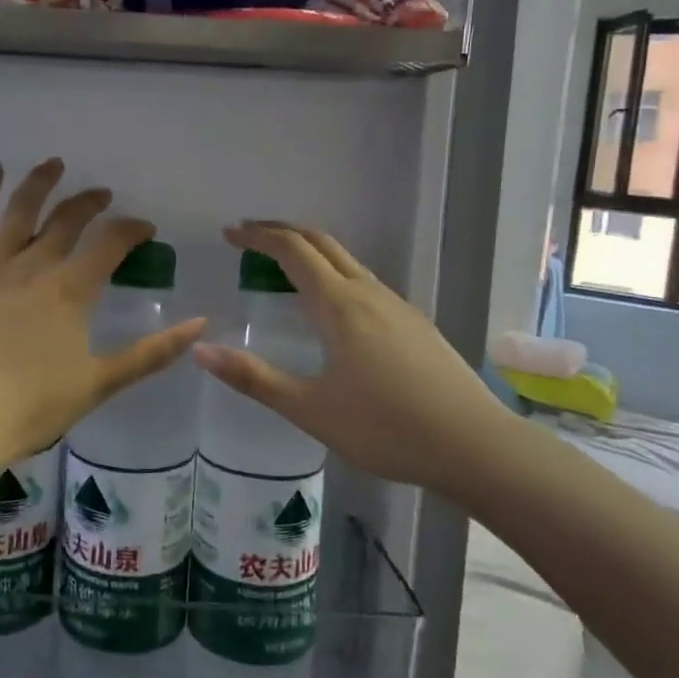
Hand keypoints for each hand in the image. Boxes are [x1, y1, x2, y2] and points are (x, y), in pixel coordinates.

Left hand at [0, 160, 205, 485]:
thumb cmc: (31, 406)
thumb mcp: (99, 383)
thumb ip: (151, 353)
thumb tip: (200, 324)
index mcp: (71, 290)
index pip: (111, 242)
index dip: (132, 228)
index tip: (145, 228)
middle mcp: (35, 265)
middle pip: (68, 218)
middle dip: (90, 202)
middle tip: (103, 195)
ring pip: (20, 208)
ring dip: (40, 181)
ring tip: (55, 164)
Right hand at [193, 222, 511, 495]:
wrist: (477, 446)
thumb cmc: (387, 428)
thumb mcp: (311, 409)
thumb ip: (254, 378)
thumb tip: (202, 350)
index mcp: (340, 305)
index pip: (293, 249)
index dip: (258, 236)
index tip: (230, 233)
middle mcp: (369, 293)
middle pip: (322, 242)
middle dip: (282, 231)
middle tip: (248, 237)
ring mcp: (398, 306)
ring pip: (347, 261)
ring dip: (310, 252)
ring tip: (282, 269)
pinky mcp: (415, 324)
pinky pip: (365, 282)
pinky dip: (334, 274)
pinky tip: (331, 309)